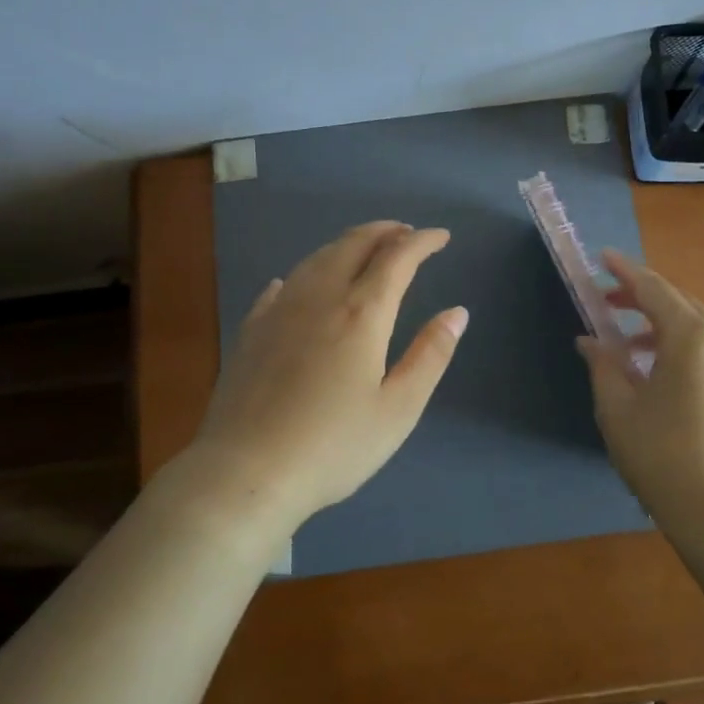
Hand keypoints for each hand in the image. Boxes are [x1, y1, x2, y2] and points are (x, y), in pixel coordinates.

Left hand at [191, 221, 468, 529]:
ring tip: (364, 249)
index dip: (422, 242)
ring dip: (347, 244)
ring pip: (317, 258)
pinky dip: (304, 274)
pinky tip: (299, 283)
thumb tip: (457, 313)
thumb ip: (430, 355)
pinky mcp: (252, 329)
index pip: (397, 258)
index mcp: (361, 313)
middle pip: (353, 244)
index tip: (441, 236)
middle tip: (405, 233)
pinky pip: (282, 286)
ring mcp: (280, 310)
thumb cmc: (333, 446)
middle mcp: (320, 297)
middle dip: (384, 232)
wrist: (246, 471)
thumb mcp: (398, 409)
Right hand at [577, 251, 703, 531]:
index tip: (603, 257)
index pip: (653, 288)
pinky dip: (692, 351)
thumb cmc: (664, 459)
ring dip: (667, 328)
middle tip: (609, 304)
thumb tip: (591, 341)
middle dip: (644, 299)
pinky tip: (673, 379)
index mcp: (693, 336)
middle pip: (681, 304)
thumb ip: (603, 365)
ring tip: (635, 351)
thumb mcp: (618, 410)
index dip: (625, 271)